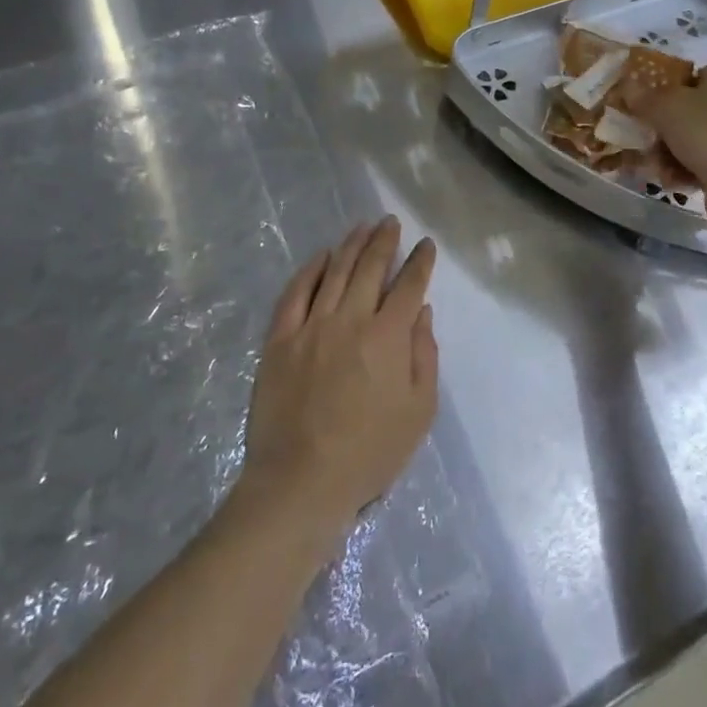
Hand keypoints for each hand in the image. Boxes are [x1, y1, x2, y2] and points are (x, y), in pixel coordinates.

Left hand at [238, 218, 438, 561]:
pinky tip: (321, 256)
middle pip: (371, 267)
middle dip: (385, 240)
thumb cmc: (369, 453)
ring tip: (363, 227)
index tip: (426, 245)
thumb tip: (421, 312)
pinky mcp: (280, 340)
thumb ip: (424, 355)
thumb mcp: (419, 411)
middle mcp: (351, 319)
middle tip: (391, 222)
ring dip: (352, 245)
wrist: (300, 483)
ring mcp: (311, 326)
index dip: (420, 262)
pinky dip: (311, 270)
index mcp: (388, 336)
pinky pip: (295, 293)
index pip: (409, 285)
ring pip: (335, 271)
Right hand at [629, 62, 706, 196]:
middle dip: (662, 128)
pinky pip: (701, 164)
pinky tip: (672, 181)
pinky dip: (684, 172)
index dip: (666, 88)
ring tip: (656, 165)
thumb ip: (643, 97)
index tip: (644, 104)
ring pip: (691, 140)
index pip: (691, 75)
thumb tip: (627, 85)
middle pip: (688, 110)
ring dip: (668, 153)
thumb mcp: (666, 107)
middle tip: (644, 138)